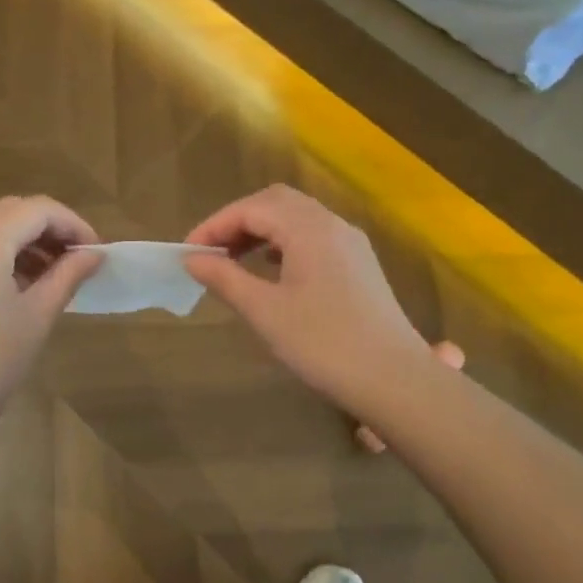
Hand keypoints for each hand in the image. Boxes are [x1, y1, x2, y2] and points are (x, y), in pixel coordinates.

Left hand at [0, 197, 101, 453]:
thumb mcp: (35, 318)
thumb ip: (67, 276)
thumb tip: (93, 254)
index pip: (38, 209)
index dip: (73, 224)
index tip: (96, 252)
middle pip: (9, 212)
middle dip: (46, 230)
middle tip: (75, 262)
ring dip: (18, 242)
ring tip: (47, 277)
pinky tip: (9, 287)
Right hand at [184, 185, 432, 410]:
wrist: (395, 380)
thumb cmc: (323, 344)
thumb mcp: (265, 312)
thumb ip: (225, 278)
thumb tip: (193, 259)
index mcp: (308, 228)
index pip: (251, 208)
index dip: (214, 226)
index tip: (187, 253)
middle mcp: (332, 224)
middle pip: (275, 202)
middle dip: (237, 221)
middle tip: (210, 252)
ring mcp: (350, 243)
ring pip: (296, 217)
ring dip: (261, 230)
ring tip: (234, 260)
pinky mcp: (359, 263)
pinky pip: (313, 235)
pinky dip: (283, 242)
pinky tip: (271, 270)